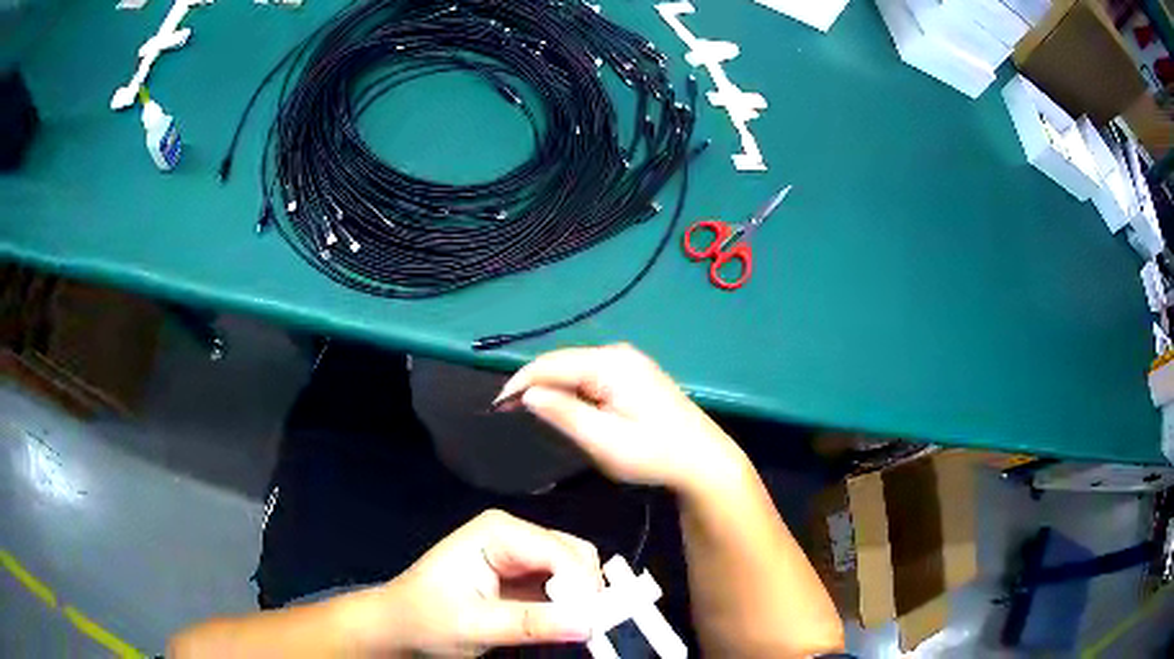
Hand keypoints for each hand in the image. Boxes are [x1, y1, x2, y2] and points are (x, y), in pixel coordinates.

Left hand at [354, 510, 601, 656]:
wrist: (398, 627)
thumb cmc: (425, 620)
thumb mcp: (475, 626)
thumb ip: (531, 623)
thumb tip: (590, 623)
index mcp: (499, 531)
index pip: (561, 553)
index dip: (582, 589)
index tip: (591, 626)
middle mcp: (515, 533)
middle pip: (576, 556)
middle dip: (586, 593)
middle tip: (586, 630)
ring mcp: (521, 552)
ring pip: (577, 569)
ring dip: (582, 600)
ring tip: (574, 630)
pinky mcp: (524, 574)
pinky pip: (565, 584)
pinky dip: (572, 604)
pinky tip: (564, 624)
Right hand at [495, 343, 747, 494]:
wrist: (702, 459)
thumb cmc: (654, 453)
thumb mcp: (604, 440)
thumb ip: (564, 413)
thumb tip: (527, 394)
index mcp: (610, 363)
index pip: (550, 364)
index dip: (520, 382)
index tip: (496, 405)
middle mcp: (617, 353)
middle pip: (562, 362)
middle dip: (533, 383)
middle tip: (508, 411)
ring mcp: (627, 362)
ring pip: (574, 368)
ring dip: (551, 386)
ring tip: (527, 409)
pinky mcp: (633, 374)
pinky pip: (589, 375)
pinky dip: (570, 389)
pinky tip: (562, 406)